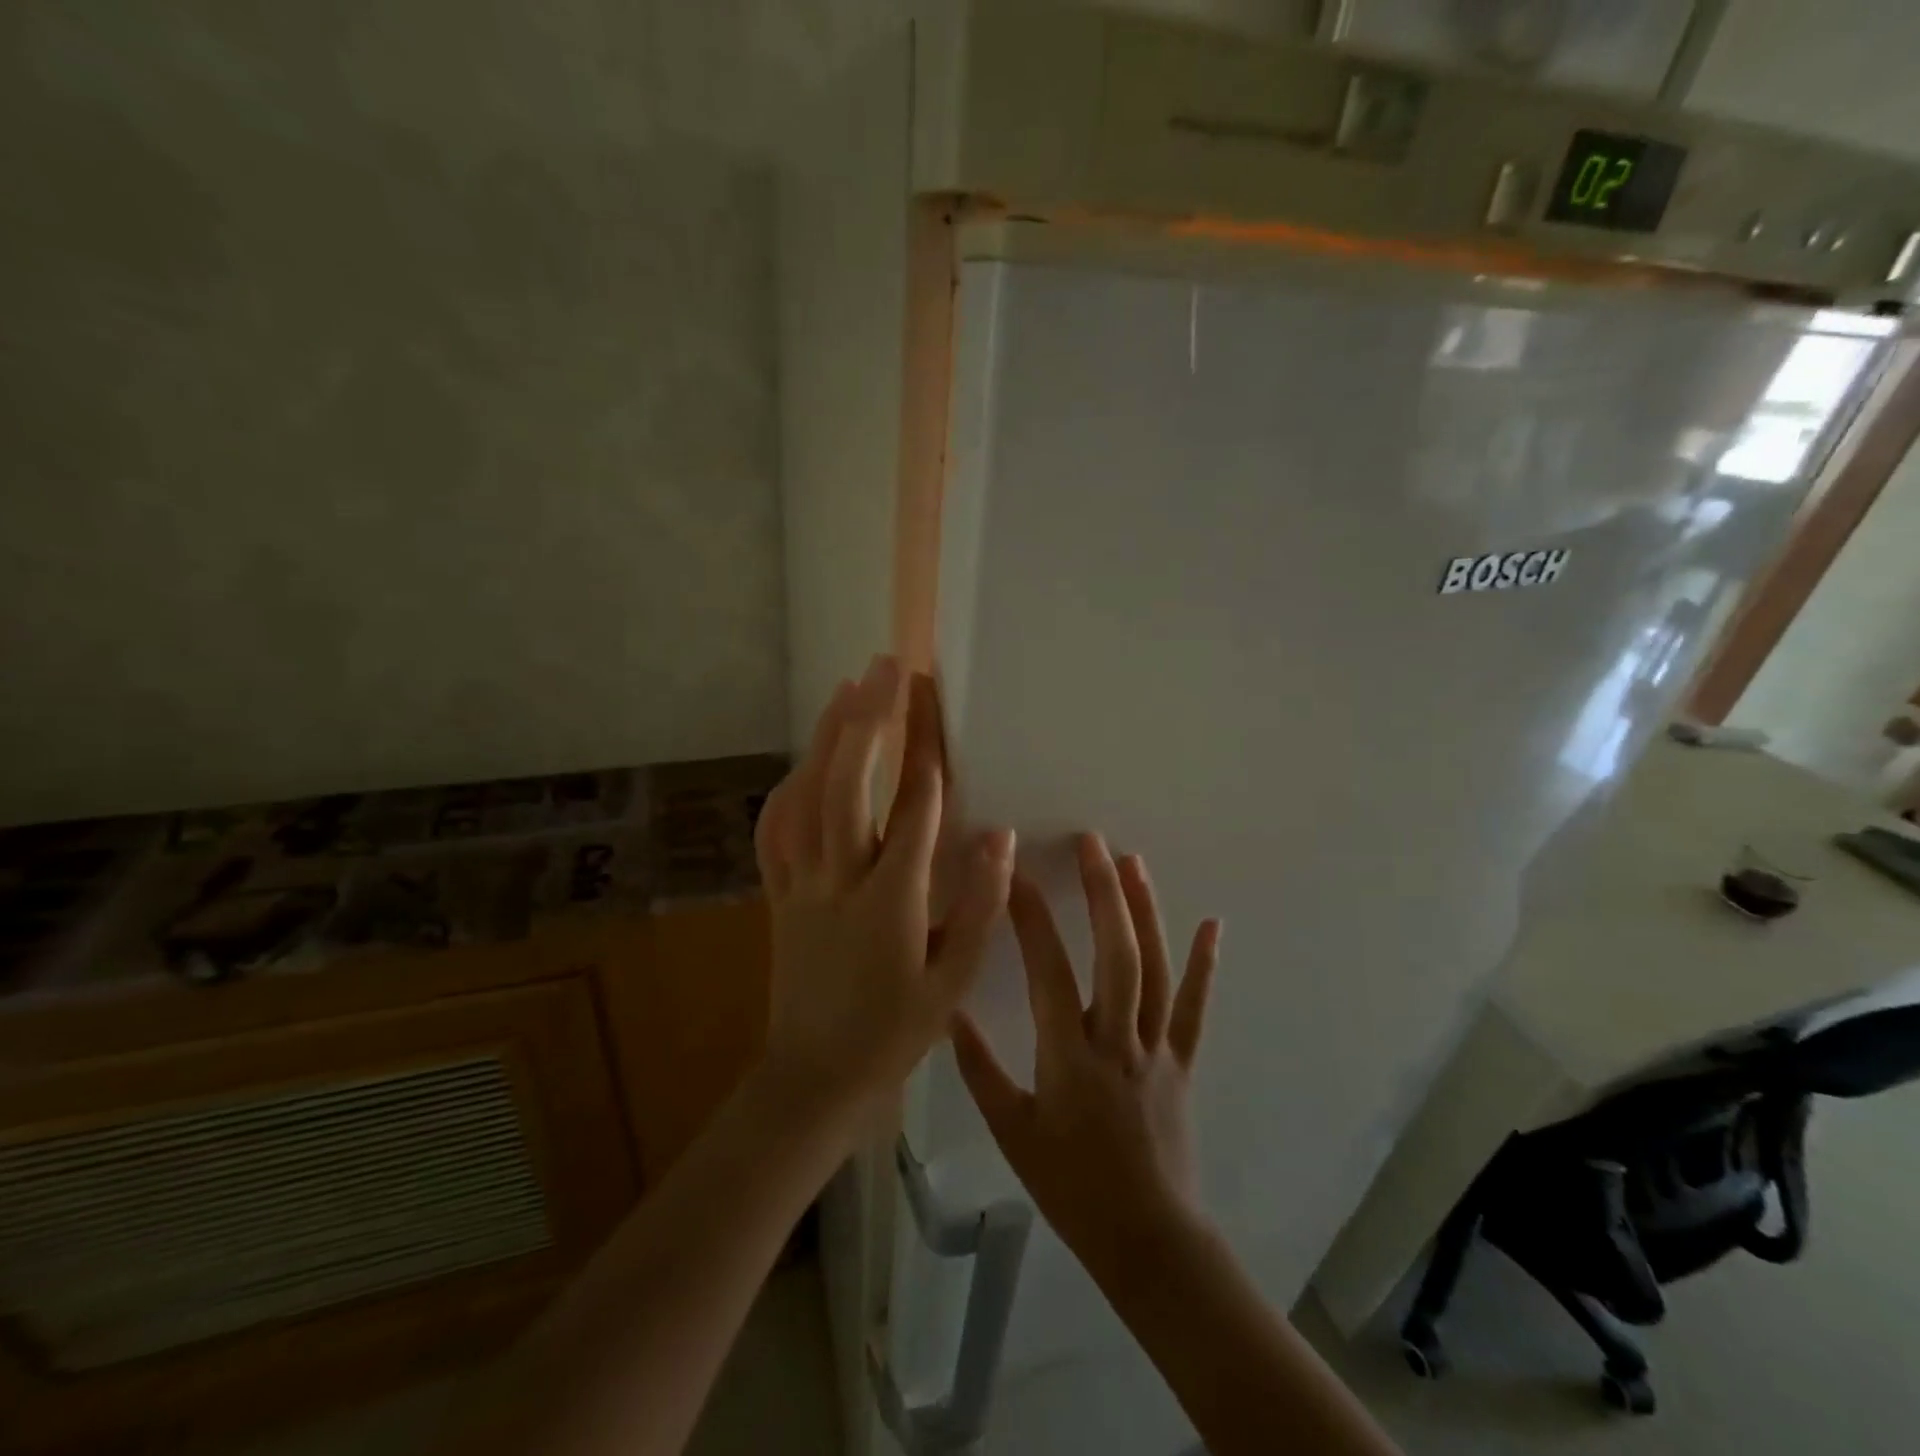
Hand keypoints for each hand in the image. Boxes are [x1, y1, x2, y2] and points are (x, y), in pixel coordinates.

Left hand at [753, 656, 1014, 1142]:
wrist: (814, 1077)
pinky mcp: (777, 894)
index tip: (930, 698)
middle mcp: (839, 881)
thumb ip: (978, 907)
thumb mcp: (951, 982)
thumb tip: (1000, 837)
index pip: (912, 809)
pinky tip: (803, 761)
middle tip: (886, 668)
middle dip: (868, 720)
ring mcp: (800, 885)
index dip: (922, 747)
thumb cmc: (893, 1033)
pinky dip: (789, 786)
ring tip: (848, 689)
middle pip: (848, 786)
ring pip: (806, 797)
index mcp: (890, 902)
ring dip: (827, 738)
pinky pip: (776, 830)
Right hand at [952, 834, 1221, 1272]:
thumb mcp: (1011, 1132)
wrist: (1148, 1239)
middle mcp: (1118, 1040)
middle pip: (1116, 955)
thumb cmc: (1072, 1186)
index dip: (1032, 920)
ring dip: (1145, 911)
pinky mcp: (1184, 1061)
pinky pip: (1197, 1007)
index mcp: (1070, 1057)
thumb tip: (950, 1012)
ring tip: (1133, 862)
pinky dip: (1205, 964)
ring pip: (1156, 969)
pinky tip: (1213, 924)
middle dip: (1103, 894)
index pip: (1049, 972)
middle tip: (1092, 842)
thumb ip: (979, 1070)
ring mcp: (1157, 1048)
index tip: (1017, 875)